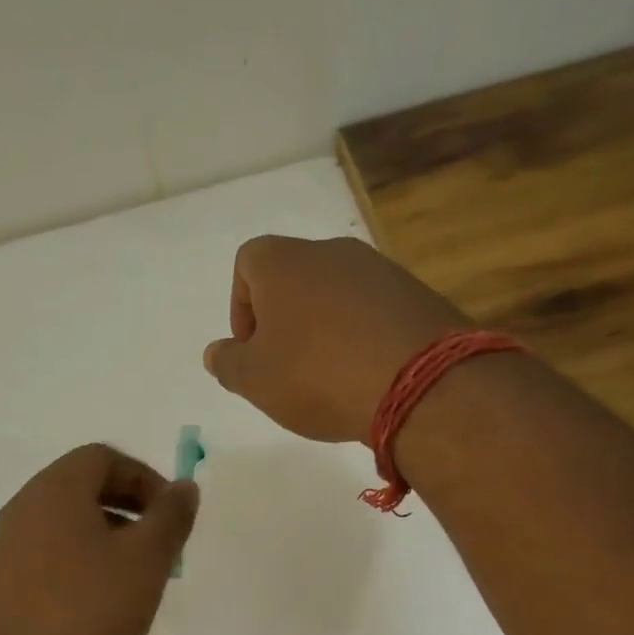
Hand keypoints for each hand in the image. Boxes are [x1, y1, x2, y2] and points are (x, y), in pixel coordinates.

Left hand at [0, 444, 198, 634]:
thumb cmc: (89, 612)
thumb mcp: (147, 561)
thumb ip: (171, 516)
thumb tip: (183, 487)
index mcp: (55, 490)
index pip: (103, 458)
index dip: (145, 478)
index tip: (171, 516)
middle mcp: (23, 508)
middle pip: (82, 487)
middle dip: (129, 508)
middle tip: (159, 546)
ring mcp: (7, 547)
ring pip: (66, 523)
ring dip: (107, 536)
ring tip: (135, 578)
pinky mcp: (2, 584)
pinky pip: (49, 553)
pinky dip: (81, 561)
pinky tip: (100, 603)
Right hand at [203, 236, 471, 443]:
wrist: (416, 382)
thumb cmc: (316, 376)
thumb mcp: (255, 381)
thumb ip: (228, 364)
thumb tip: (216, 352)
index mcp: (284, 263)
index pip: (248, 262)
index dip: (241, 305)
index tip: (251, 348)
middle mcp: (332, 252)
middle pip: (295, 277)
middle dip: (284, 319)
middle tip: (287, 366)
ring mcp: (380, 269)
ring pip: (337, 293)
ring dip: (325, 328)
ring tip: (330, 376)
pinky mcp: (416, 294)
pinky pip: (374, 310)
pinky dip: (362, 335)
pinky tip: (367, 374)